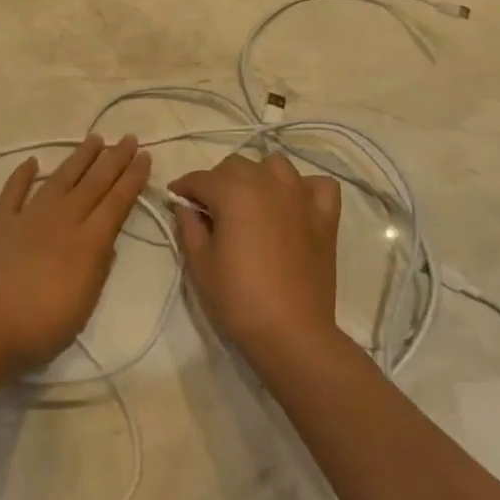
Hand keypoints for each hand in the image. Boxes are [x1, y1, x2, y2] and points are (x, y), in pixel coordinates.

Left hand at [0, 134, 151, 375]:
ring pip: (60, 179)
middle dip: (114, 160)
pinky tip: (32, 162)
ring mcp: (28, 216)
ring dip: (79, 158)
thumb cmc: (39, 327)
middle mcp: (62, 220)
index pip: (117, 202)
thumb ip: (98, 270)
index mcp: (87, 242)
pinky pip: (13, 191)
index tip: (145, 156)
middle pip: (93, 183)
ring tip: (95, 139)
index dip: (132, 178)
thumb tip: (108, 241)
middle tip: (129, 138)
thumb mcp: (84, 306)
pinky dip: (23, 175)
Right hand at [170, 153, 342, 366]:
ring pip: (275, 166)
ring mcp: (300, 197)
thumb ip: (189, 226)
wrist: (291, 333)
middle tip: (210, 210)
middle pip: (236, 166)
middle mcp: (267, 183)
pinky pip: (318, 185)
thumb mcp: (199, 263)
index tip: (175, 199)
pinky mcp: (325, 217)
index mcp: (233, 192)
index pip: (200, 179)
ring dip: (258, 177)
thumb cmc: (238, 298)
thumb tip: (185, 206)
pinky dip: (304, 188)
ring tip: (250, 203)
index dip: (183, 188)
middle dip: (218, 182)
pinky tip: (294, 205)